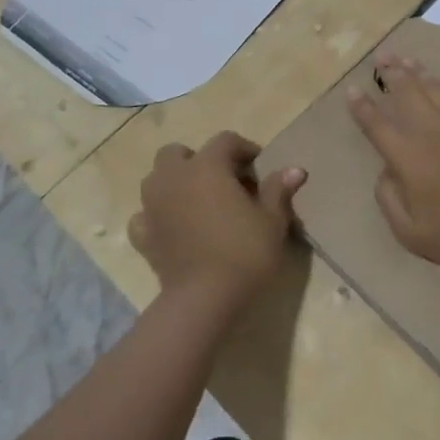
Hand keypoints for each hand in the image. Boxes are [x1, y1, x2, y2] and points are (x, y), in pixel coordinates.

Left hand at [130, 131, 304, 308]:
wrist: (204, 298)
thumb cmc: (244, 252)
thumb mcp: (272, 221)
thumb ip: (278, 190)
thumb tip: (296, 169)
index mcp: (207, 166)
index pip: (225, 141)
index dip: (244, 149)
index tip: (259, 168)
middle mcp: (174, 177)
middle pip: (177, 153)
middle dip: (197, 160)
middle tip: (221, 182)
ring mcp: (152, 206)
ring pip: (155, 179)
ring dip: (173, 183)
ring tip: (196, 203)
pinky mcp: (142, 235)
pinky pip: (144, 215)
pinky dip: (155, 217)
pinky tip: (172, 229)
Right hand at [348, 54, 439, 275]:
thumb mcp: (409, 233)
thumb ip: (388, 198)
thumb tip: (386, 171)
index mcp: (407, 157)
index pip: (377, 125)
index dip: (362, 106)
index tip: (352, 89)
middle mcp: (431, 131)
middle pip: (407, 93)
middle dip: (391, 73)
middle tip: (382, 57)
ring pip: (436, 87)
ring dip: (419, 71)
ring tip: (408, 59)